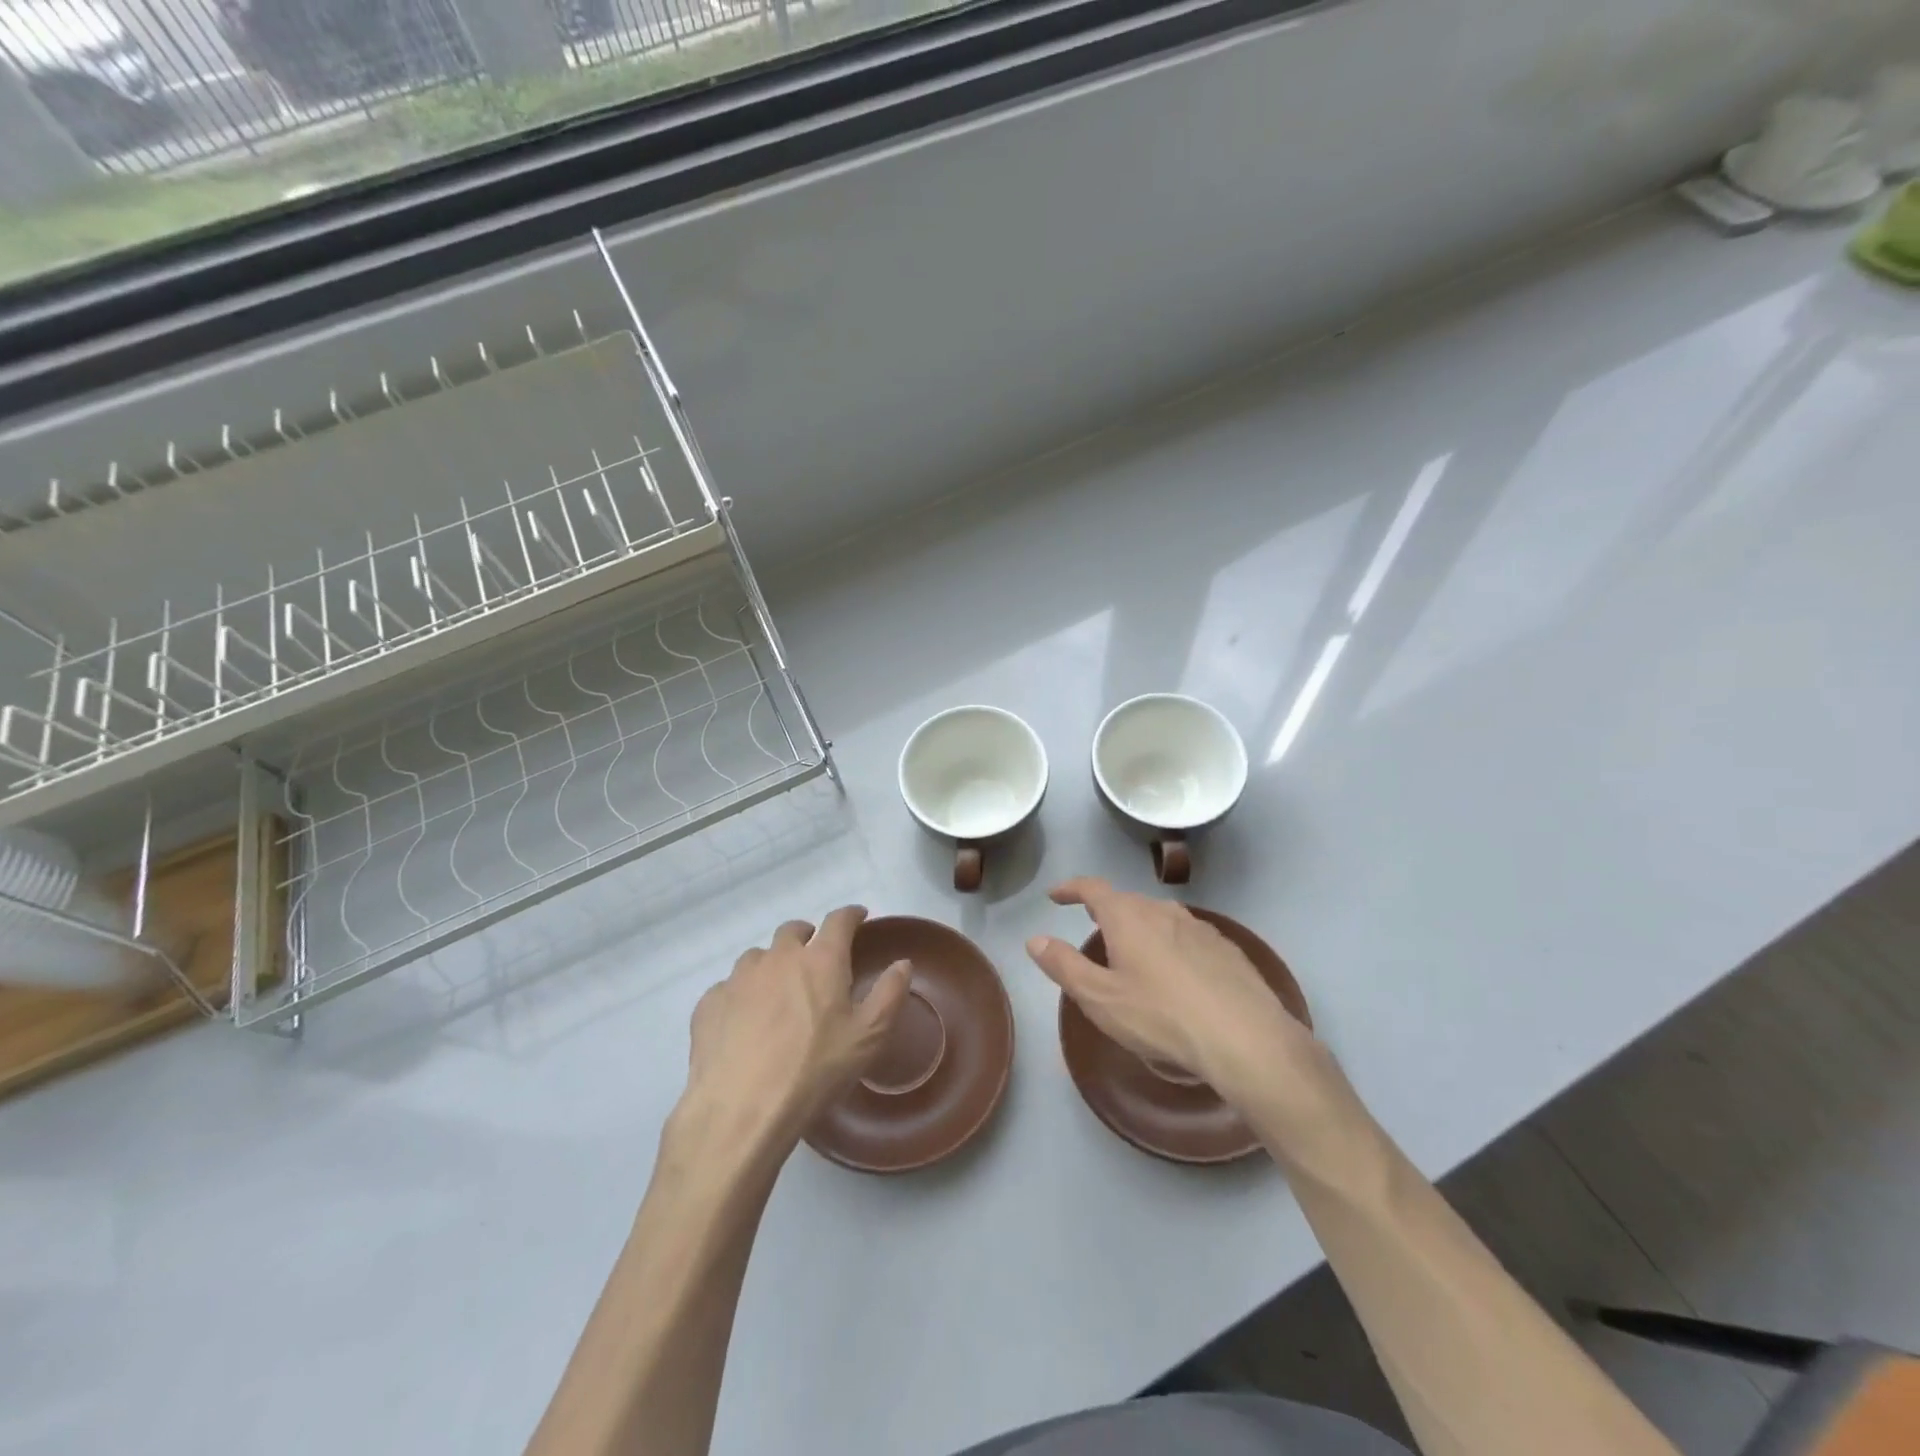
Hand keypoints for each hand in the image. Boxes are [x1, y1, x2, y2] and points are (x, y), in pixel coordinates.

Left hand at [680, 907, 910, 1158]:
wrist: (740, 1111)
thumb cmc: (814, 1071)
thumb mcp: (868, 1037)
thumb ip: (889, 994)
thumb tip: (902, 964)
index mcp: (820, 960)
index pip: (839, 920)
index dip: (851, 915)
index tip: (858, 917)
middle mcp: (778, 957)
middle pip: (793, 930)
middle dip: (808, 936)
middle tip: (816, 957)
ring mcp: (739, 978)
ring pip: (758, 957)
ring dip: (772, 965)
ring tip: (778, 993)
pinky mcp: (710, 1003)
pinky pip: (729, 988)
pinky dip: (742, 995)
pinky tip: (744, 1023)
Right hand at [1027, 879, 1371, 1174]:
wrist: (1245, 1038)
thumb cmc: (1161, 1017)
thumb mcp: (1100, 998)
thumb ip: (1063, 965)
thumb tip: (1035, 939)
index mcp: (1128, 917)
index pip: (1093, 888)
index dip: (1071, 889)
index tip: (1056, 896)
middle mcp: (1163, 911)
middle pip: (1127, 901)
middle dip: (1106, 911)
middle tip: (1093, 928)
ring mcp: (1199, 927)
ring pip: (1160, 918)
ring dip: (1141, 927)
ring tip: (1134, 952)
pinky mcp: (1226, 948)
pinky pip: (1187, 937)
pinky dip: (1171, 945)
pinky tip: (1177, 975)